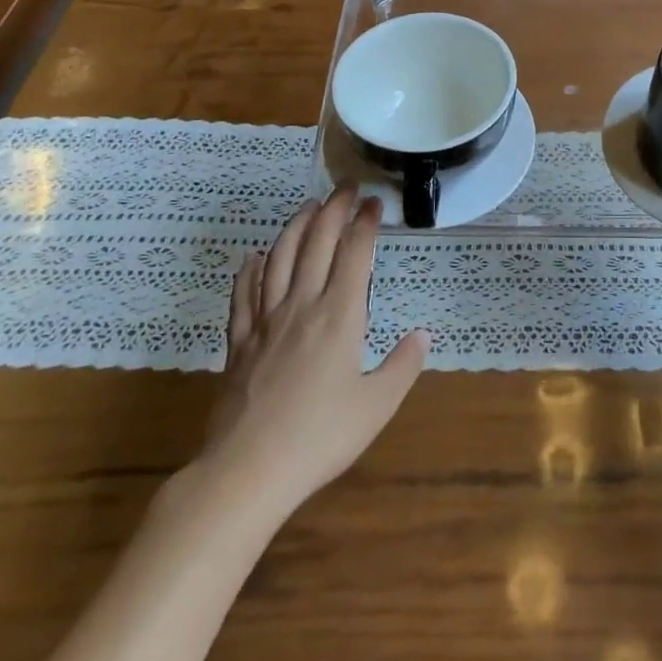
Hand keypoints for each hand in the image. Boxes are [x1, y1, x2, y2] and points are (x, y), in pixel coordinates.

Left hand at [195, 188, 427, 517]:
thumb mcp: (376, 406)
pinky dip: (250, 271)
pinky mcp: (239, 343)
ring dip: (296, 227)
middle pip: (316, 244)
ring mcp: (265, 322)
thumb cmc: (319, 439)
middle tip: (346, 189)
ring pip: (279, 259)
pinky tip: (254, 257)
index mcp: (339, 316)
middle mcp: (301, 306)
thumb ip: (402, 366)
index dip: (365, 223)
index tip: (374, 203)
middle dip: (333, 210)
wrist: (246, 471)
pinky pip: (243, 296)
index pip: (354, 254)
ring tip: (308, 207)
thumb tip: (422, 334)